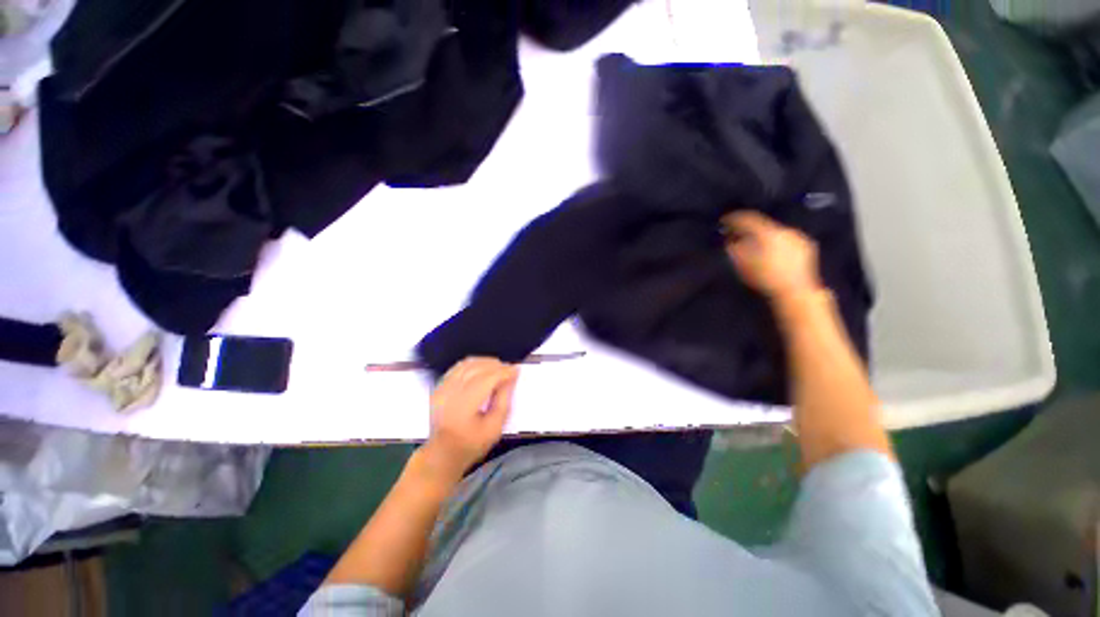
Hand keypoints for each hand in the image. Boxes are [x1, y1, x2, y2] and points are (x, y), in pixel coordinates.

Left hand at [423, 357, 518, 479]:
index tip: (516, 370)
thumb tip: (510, 378)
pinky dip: (472, 364)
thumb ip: (503, 400)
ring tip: (498, 368)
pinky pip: (458, 367)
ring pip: (467, 363)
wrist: (442, 454)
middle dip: (496, 365)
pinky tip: (482, 369)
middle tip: (509, 369)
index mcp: (464, 404)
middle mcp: (451, 391)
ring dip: (485, 362)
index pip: (487, 378)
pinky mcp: (439, 387)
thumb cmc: (471, 444)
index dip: (504, 372)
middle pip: (477, 367)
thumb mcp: (495, 427)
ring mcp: (442, 388)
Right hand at [722, 211, 822, 302]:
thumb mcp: (742, 265)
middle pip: (762, 225)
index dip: (734, 219)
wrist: (796, 292)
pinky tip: (771, 252)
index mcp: (768, 232)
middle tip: (737, 235)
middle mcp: (784, 230)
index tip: (724, 221)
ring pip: (774, 232)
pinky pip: (786, 239)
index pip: (748, 219)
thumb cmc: (765, 278)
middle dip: (749, 229)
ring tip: (754, 244)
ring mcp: (797, 237)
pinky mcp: (806, 245)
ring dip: (763, 236)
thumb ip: (734, 248)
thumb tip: (729, 239)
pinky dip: (776, 242)